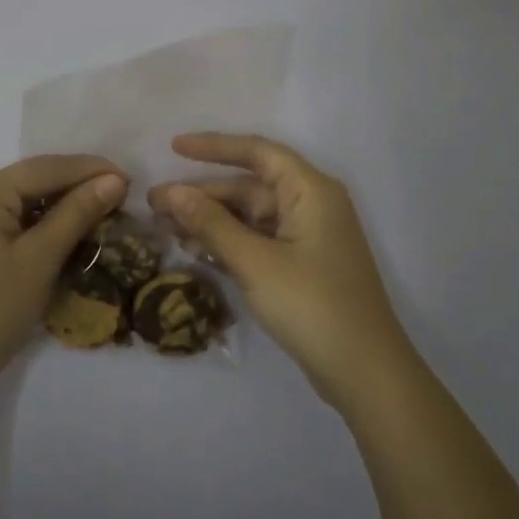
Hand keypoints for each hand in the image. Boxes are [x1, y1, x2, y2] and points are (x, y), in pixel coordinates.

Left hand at [0, 155, 128, 402]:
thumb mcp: (40, 259)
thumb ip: (77, 213)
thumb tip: (113, 180)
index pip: (44, 168)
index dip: (89, 170)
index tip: (129, 180)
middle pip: (27, 182)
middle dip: (72, 189)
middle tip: (116, 200)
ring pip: (13, 201)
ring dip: (52, 208)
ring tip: (93, 216)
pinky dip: (28, 224)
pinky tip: (54, 234)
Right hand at [148, 133, 414, 408]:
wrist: (364, 372)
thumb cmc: (312, 306)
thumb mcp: (255, 262)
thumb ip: (211, 224)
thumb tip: (171, 192)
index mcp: (310, 191)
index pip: (258, 152)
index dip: (214, 147)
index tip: (173, 147)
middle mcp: (311, 205)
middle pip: (249, 187)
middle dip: (202, 194)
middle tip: (154, 204)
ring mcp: (307, 238)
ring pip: (250, 216)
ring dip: (210, 221)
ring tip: (165, 228)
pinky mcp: (301, 265)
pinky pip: (257, 241)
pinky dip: (228, 243)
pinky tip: (194, 250)